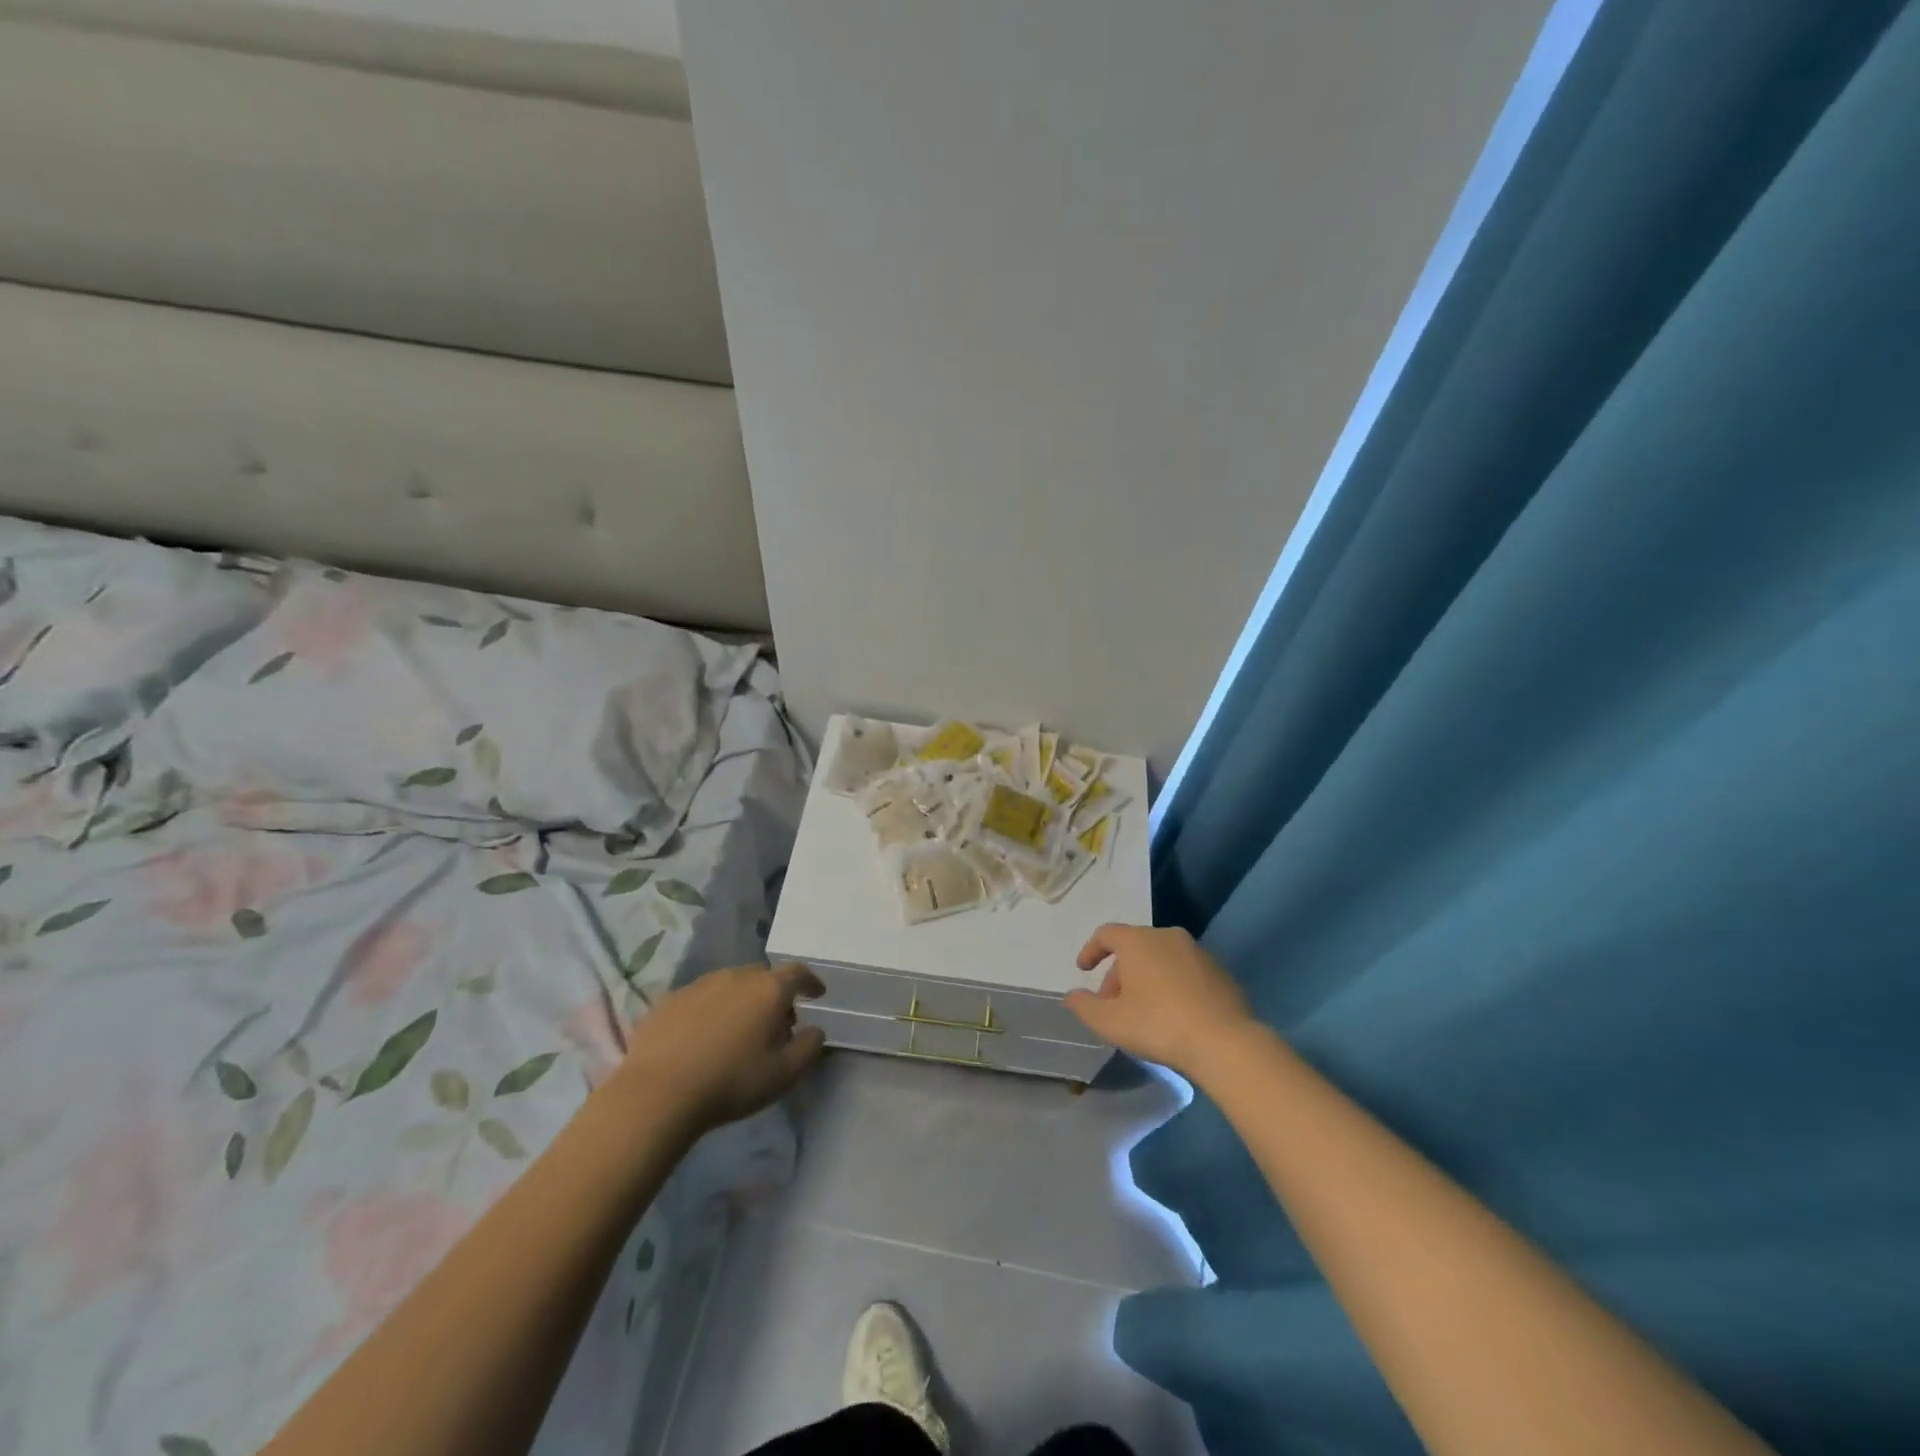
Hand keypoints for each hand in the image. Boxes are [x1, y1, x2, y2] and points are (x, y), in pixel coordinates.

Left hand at [615, 962, 826, 1133]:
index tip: (817, 994)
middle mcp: (735, 977)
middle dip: (774, 995)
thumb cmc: (730, 1082)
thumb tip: (816, 1031)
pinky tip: (702, 1037)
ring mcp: (699, 985)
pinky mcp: (668, 1000)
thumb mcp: (783, 1075)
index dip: (810, 982)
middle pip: (762, 977)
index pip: (797, 973)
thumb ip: (808, 1048)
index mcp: (768, 990)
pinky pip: (700, 998)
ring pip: (730, 985)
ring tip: (738, 1030)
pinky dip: (710, 1010)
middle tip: (776, 1022)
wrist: (657, 1093)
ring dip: (741, 1000)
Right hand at [1065, 924, 1254, 1076]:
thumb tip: (1072, 996)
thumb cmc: (1158, 1025)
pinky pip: (1184, 970)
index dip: (1091, 950)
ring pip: (1160, 958)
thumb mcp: (1110, 1022)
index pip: (1106, 934)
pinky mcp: (1219, 971)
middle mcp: (1167, 936)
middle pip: (1133, 947)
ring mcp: (1197, 951)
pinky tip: (1173, 1014)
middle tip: (1113, 1005)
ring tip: (1143, 1011)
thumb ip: (1084, 1006)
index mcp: (1138, 941)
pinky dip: (1171, 984)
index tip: (1084, 970)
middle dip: (1118, 974)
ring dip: (1145, 979)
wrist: (1224, 1042)